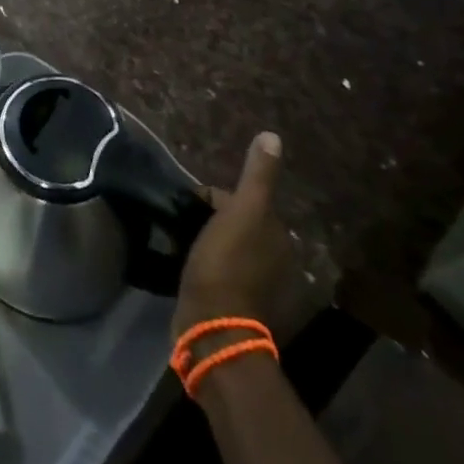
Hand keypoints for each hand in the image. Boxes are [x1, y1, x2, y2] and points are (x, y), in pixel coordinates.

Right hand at [172, 132, 291, 339]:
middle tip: (184, 225)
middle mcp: (279, 263)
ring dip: (212, 246)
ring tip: (183, 246)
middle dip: (214, 222)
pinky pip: (224, 276)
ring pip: (231, 252)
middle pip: (239, 227)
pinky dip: (211, 271)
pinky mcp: (242, 311)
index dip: (214, 199)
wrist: (214, 326)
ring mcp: (262, 290)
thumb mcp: (242, 212)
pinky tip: (192, 272)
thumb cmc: (225, 263)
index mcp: (279, 237)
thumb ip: (257, 176)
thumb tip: (272, 136)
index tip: (188, 206)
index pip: (243, 202)